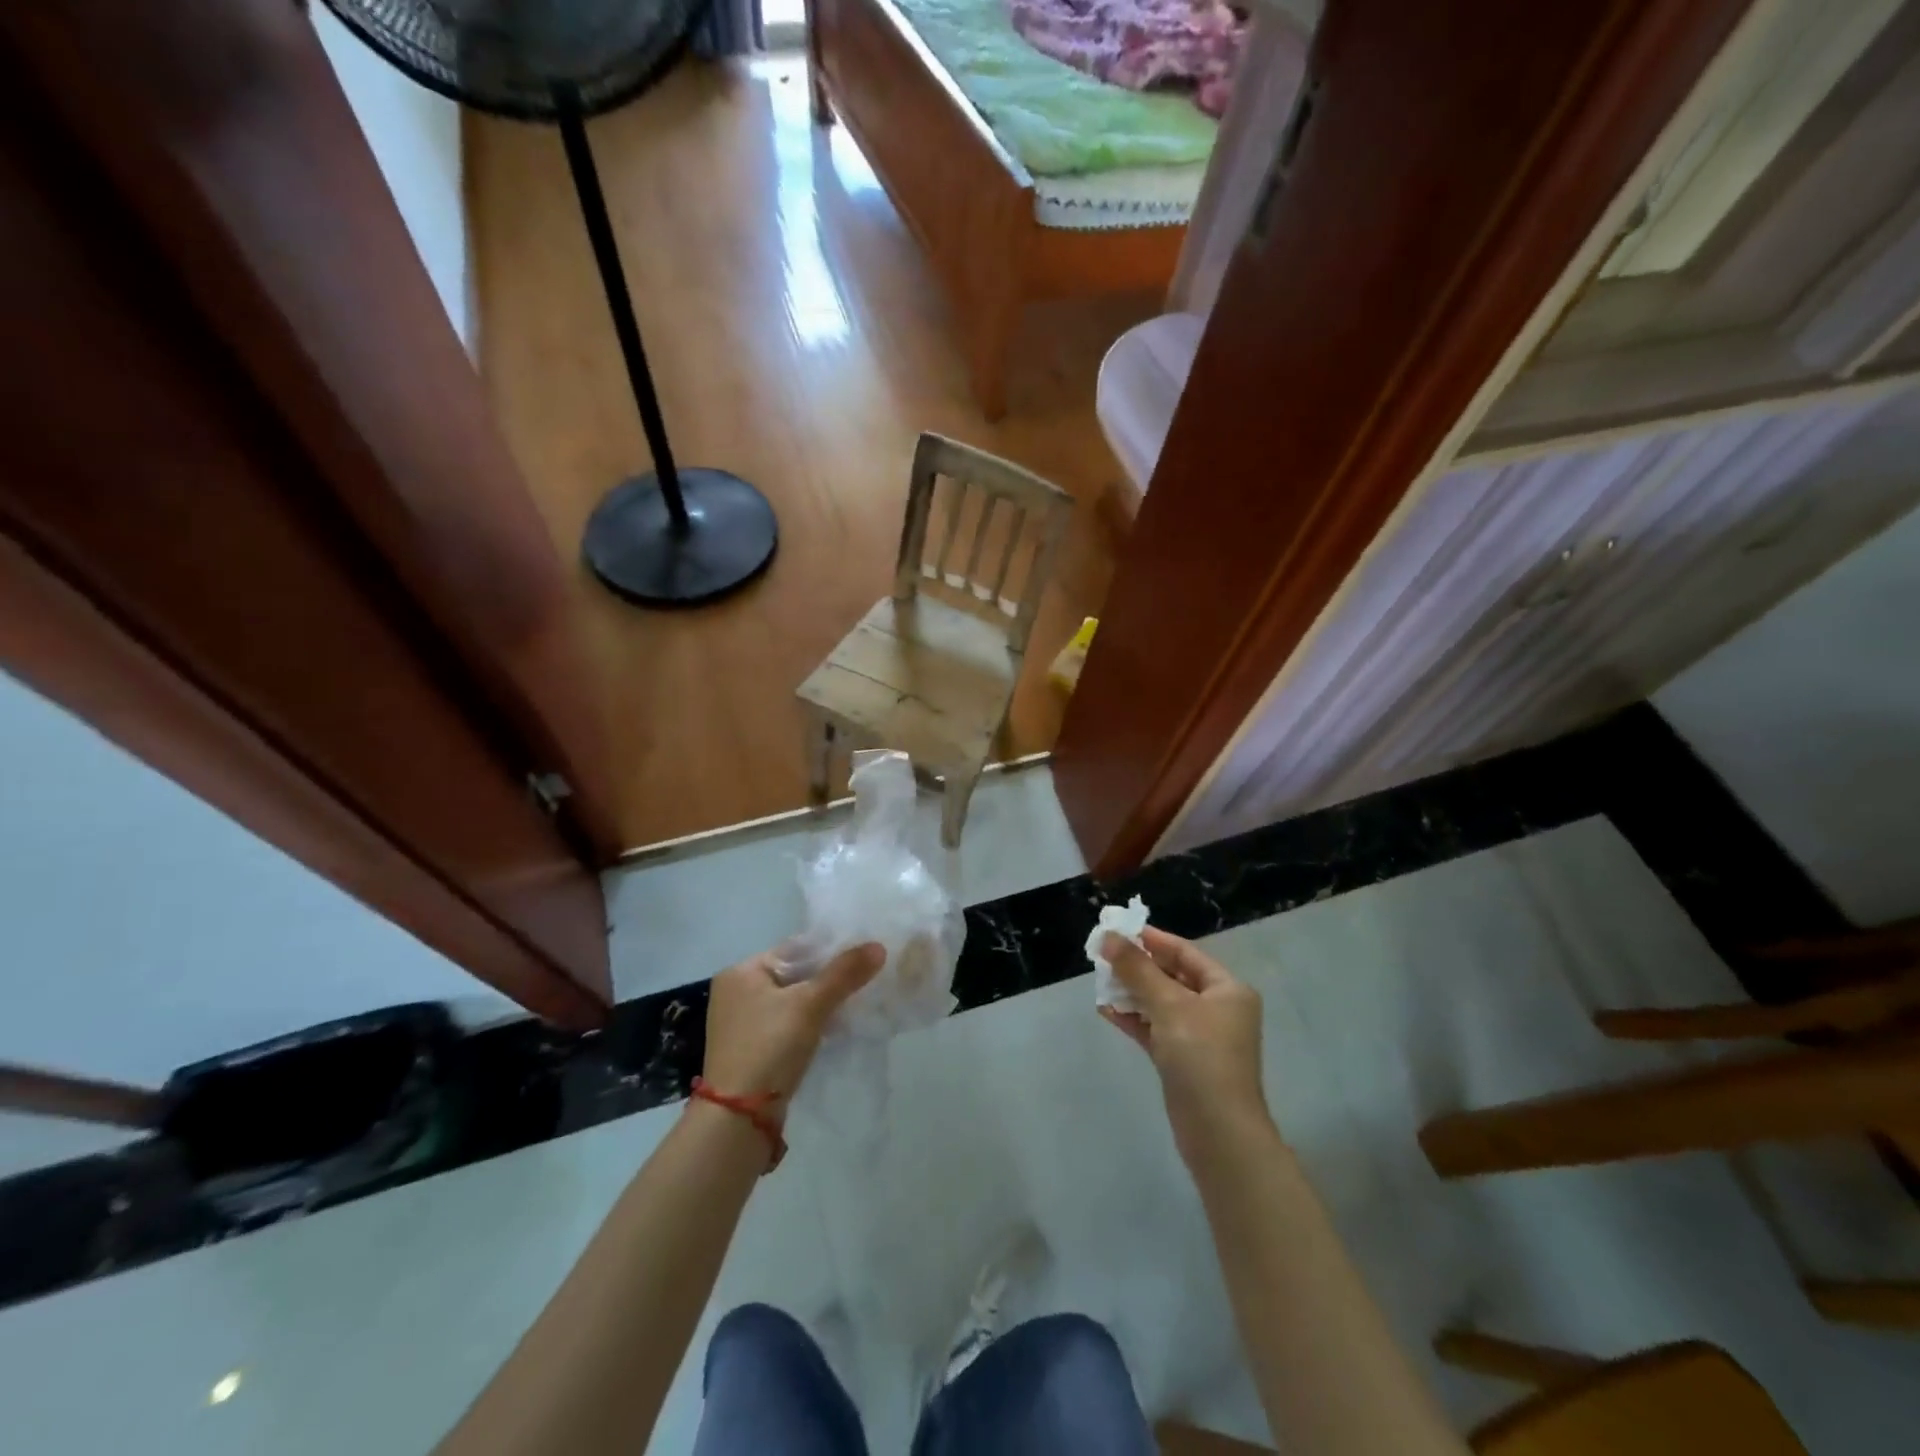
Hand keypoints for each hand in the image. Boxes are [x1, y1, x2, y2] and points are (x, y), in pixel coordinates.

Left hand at [702, 943, 885, 1121]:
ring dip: (821, 1002)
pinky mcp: (751, 1048)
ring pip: (792, 1000)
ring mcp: (742, 1022)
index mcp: (742, 971)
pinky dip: (810, 1022)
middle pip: (794, 974)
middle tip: (865, 978)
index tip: (863, 954)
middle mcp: (736, 992)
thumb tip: (878, 946)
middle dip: (828, 978)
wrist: (739, 1117)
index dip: (830, 949)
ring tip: (856, 1001)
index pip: (794, 948)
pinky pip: (787, 1023)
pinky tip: (835, 1027)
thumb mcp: (810, 1005)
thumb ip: (844, 973)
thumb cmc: (770, 1047)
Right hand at [1099, 927, 1275, 1163]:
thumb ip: (1137, 969)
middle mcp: (1217, 1009)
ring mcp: (1200, 1037)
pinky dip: (1133, 1018)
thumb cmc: (1201, 1056)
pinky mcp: (1183, 1060)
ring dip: (1132, 991)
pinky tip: (1106, 1011)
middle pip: (1172, 976)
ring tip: (1099, 981)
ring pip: (1161, 1003)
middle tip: (1102, 955)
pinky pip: (1155, 1028)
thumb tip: (1108, 936)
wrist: (1218, 1132)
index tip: (1117, 929)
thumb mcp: (1168, 1005)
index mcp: (1227, 989)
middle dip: (1137, 966)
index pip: (1185, 952)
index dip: (1151, 939)